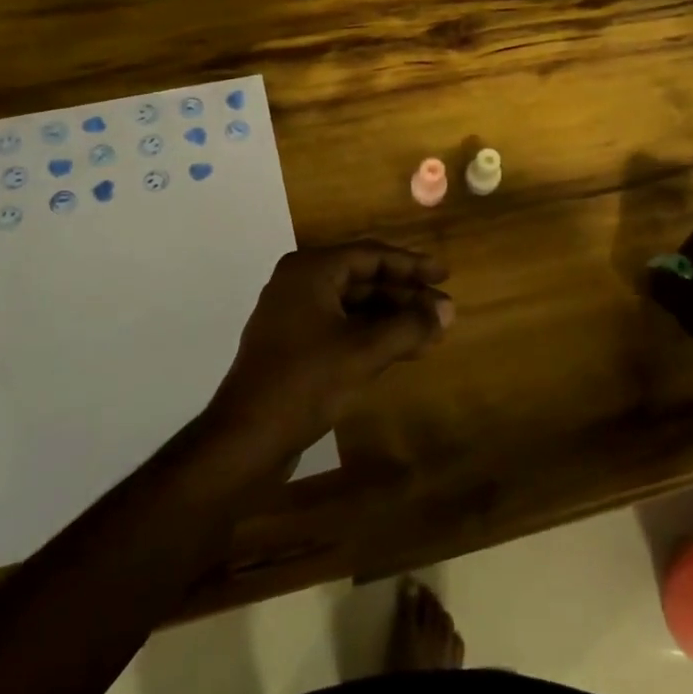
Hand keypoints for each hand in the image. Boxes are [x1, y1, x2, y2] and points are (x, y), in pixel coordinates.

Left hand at [211, 241, 452, 459]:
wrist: (245, 438)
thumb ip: (409, 326)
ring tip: (431, 333)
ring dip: (392, 318)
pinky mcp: (293, 344)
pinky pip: (341, 326)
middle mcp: (299, 283)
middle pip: (363, 278)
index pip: (371, 255)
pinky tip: (401, 350)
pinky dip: (372, 335)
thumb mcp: (364, 352)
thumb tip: (447, 310)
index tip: (445, 275)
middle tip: (442, 311)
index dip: (412, 265)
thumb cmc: (306, 383)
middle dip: (405, 296)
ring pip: (354, 305)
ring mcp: (293, 314)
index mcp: (311, 270)